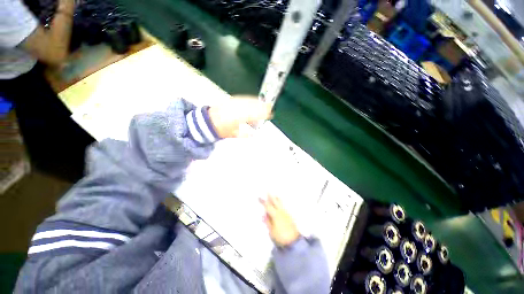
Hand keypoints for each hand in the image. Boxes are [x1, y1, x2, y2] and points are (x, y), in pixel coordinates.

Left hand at [208, 95, 271, 137]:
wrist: (208, 121)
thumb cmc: (221, 129)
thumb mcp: (233, 134)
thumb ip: (245, 134)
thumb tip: (254, 134)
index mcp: (238, 118)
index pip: (253, 114)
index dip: (262, 114)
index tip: (269, 114)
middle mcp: (236, 109)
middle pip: (252, 106)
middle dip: (262, 107)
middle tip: (270, 108)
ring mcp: (233, 103)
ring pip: (248, 101)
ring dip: (257, 102)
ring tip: (264, 104)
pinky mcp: (231, 100)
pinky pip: (243, 98)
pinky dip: (250, 99)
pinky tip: (253, 100)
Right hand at [260, 195, 299, 246]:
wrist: (294, 242)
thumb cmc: (280, 237)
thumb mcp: (271, 231)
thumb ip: (268, 222)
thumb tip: (264, 215)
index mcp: (275, 215)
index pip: (267, 207)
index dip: (263, 202)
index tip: (259, 197)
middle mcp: (281, 212)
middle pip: (275, 202)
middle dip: (270, 196)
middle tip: (267, 190)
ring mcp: (286, 213)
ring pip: (280, 203)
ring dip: (277, 198)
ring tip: (275, 194)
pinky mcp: (290, 216)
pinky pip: (284, 206)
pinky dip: (281, 203)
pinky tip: (280, 203)